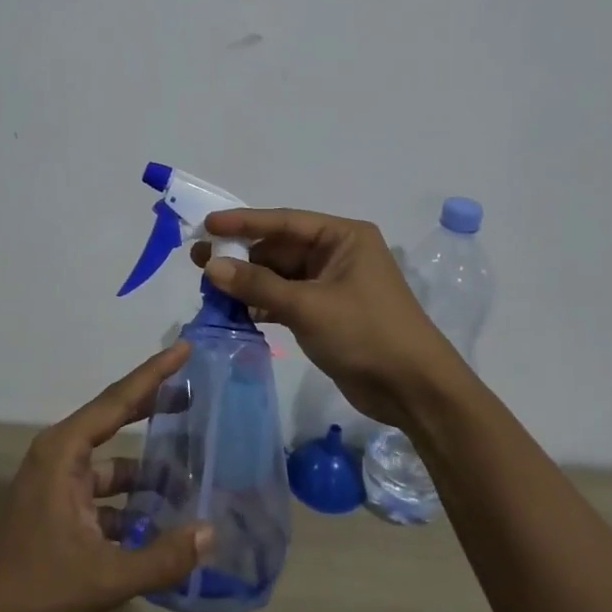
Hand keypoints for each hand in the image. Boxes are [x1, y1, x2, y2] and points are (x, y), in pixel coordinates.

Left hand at [0, 342, 210, 611]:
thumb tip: (211, 532)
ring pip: (114, 463)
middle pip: (116, 419)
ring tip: (192, 473)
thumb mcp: (104, 578)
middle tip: (196, 395)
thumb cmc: (35, 589)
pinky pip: (105, 493)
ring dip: (148, 470)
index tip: (185, 348)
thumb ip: (160, 558)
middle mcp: (61, 456)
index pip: (118, 400)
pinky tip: (163, 522)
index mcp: (65, 452)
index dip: (154, 373)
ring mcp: (59, 483)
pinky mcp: (60, 510)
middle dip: (155, 406)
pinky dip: (132, 502)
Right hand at [191, 208, 465, 429]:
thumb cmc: (366, 333)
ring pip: (281, 275)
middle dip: (242, 256)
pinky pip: (287, 298)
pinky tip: (236, 310)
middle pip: (280, 248)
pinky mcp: (327, 313)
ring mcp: (332, 284)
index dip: (244, 222)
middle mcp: (338, 254)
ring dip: (249, 282)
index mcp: (343, 237)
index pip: (285, 221)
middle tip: (198, 260)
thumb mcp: (309, 306)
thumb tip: (211, 266)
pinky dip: (263, 303)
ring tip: (209, 288)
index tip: (208, 224)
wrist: (414, 389)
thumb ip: (258, 285)